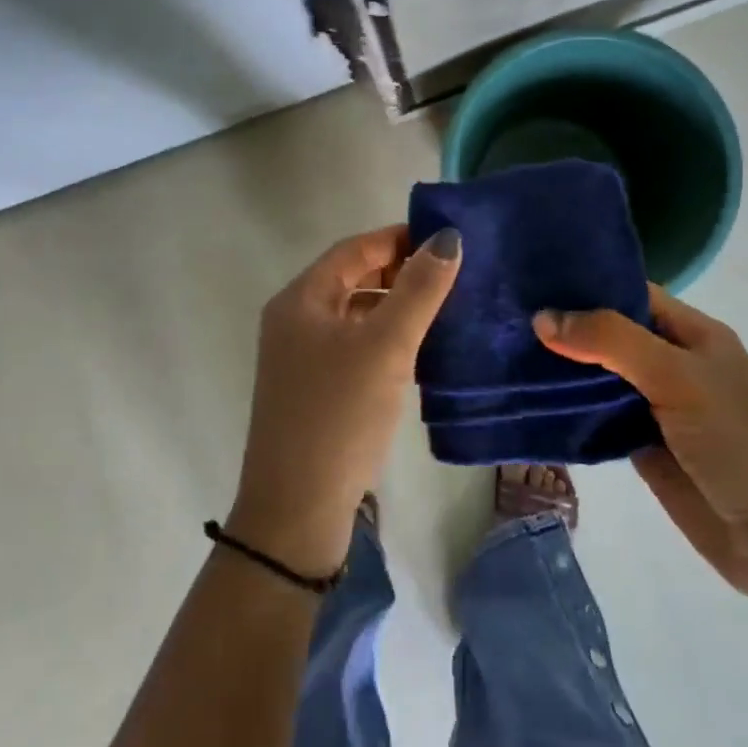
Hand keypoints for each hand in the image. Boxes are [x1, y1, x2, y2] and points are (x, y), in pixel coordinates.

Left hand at [227, 225, 461, 577]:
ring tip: (446, 311)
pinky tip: (420, 353)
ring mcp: (301, 358)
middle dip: (400, 274)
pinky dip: (386, 341)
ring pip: (356, 316)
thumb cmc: (340, 414)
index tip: (446, 241)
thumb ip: (418, 290)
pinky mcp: (315, 390)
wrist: (297, 508)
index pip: (354, 250)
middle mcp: (295, 321)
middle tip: (452, 278)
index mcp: (301, 299)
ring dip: (396, 309)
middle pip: (353, 280)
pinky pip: (355, 348)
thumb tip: (446, 238)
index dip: (398, 239)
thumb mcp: (385, 346)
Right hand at [534, 286, 747, 601]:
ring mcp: (652, 404)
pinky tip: (526, 398)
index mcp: (690, 334)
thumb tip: (543, 318)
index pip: (630, 293)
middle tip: (504, 314)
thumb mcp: (678, 376)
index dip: (585, 284)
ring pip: (596, 375)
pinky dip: (564, 407)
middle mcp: (669, 362)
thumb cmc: (735, 442)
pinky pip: (593, 415)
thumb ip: (611, 342)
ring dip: (559, 367)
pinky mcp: (637, 443)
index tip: (531, 278)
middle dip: (564, 325)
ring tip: (503, 349)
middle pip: (608, 333)